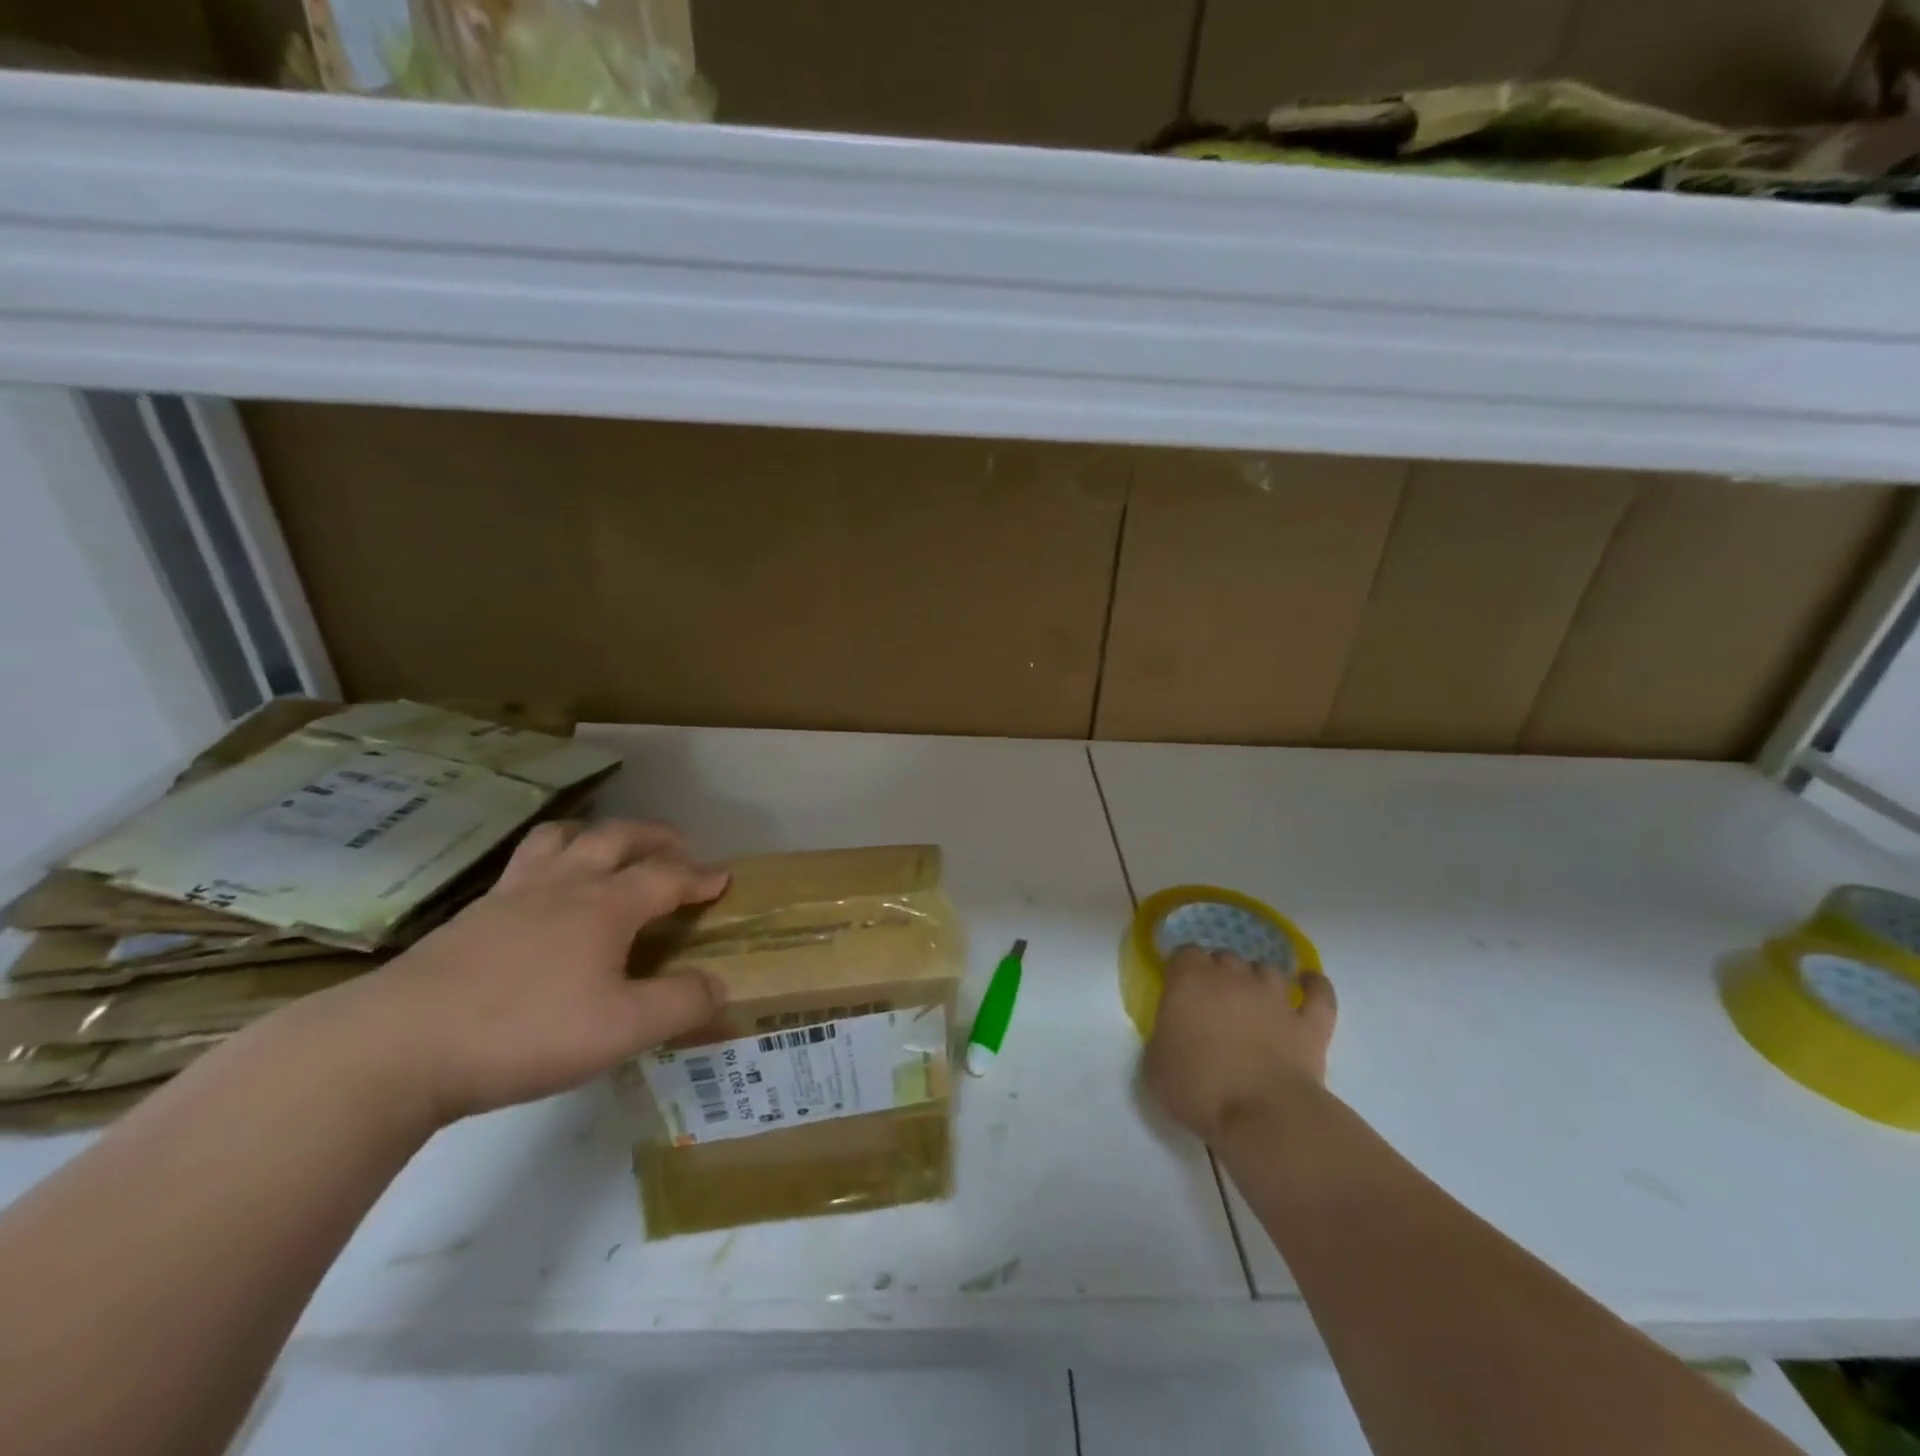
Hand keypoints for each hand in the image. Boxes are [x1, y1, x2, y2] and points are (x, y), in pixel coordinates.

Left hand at [330, 819, 730, 1124]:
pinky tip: (542, 897)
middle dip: (653, 837)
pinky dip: (548, 862)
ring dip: (593, 836)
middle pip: (615, 837)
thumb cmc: (525, 1031)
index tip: (723, 877)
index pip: (667, 876)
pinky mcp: (470, 917)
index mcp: (605, 905)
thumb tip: (719, 986)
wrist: (397, 1046)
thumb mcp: (622, 1029)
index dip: (700, 875)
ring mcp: (511, 895)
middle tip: (675, 848)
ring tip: (605, 853)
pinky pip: (521, 866)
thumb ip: (680, 1005)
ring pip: (559, 839)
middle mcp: (563, 885)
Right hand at [1143, 947, 1335, 1142]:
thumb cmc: (1198, 1089)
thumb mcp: (1155, 1064)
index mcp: (1190, 981)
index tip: (1178, 988)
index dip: (1181, 969)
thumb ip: (1162, 1035)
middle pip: (1225, 956)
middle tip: (1213, 1000)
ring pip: (1267, 969)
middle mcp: (1233, 978)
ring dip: (1258, 978)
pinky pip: (1319, 993)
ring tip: (1253, 997)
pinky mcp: (1309, 1023)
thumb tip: (1173, 1031)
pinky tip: (1309, 984)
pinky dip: (1314, 986)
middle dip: (1219, 972)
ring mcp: (1275, 998)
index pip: (1184, 953)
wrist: (1262, 1117)